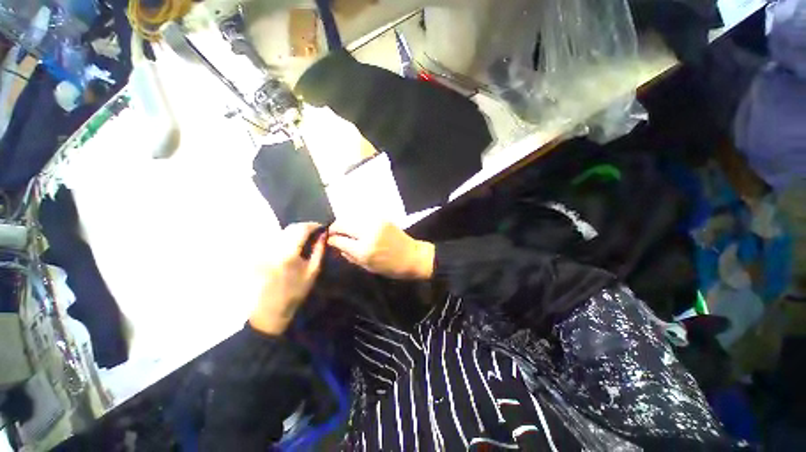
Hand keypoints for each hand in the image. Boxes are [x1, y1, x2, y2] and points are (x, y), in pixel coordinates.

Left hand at [250, 223, 325, 335]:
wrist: (271, 309)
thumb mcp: (313, 271)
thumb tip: (324, 234)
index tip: (322, 226)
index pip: (301, 229)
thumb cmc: (296, 292)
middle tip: (315, 231)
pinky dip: (286, 237)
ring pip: (281, 231)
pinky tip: (292, 245)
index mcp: (288, 253)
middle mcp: (273, 248)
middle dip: (304, 227)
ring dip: (295, 231)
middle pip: (290, 228)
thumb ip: (319, 249)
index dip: (313, 225)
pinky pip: (274, 239)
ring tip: (305, 237)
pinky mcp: (258, 254)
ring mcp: (262, 250)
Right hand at [327, 220, 433, 279]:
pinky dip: (356, 221)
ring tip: (345, 230)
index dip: (331, 239)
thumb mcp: (367, 267)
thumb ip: (350, 256)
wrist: (412, 256)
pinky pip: (363, 216)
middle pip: (342, 224)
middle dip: (335, 228)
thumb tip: (336, 245)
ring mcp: (376, 223)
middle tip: (333, 233)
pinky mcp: (382, 218)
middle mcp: (368, 233)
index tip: (329, 240)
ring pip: (352, 217)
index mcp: (364, 250)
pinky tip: (357, 227)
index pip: (339, 240)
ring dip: (345, 223)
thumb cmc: (390, 267)